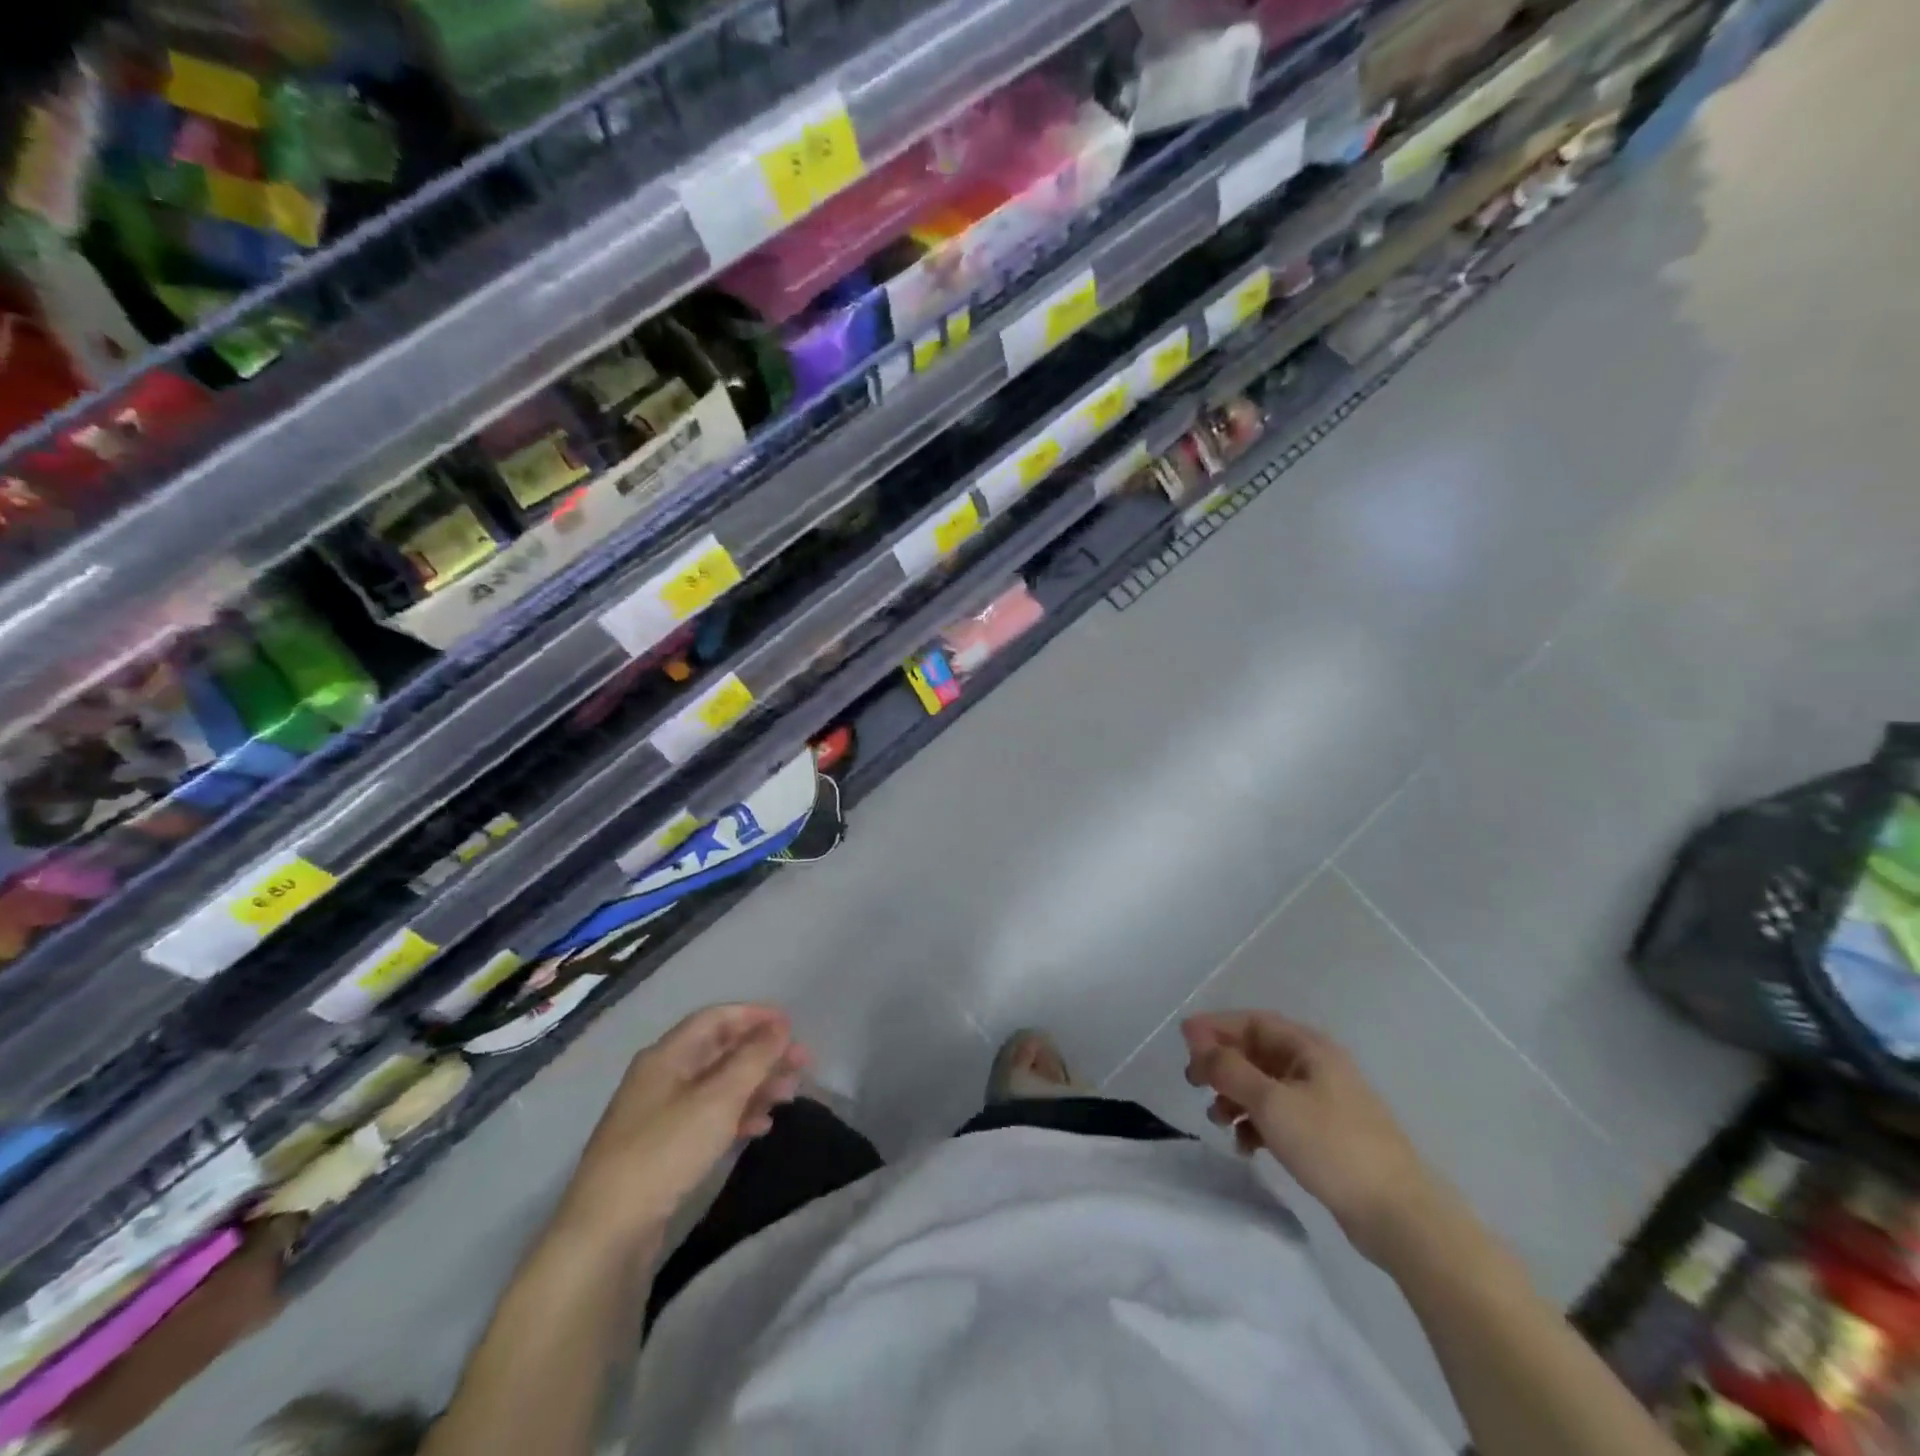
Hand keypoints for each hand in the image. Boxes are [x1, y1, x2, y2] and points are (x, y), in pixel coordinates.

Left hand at [557, 1004, 808, 1250]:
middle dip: (762, 1053)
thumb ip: (754, 1058)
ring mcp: (660, 1113)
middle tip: (802, 1064)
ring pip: (718, 1085)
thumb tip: (780, 1026)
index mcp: (668, 1055)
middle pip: (720, 1051)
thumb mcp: (719, 1099)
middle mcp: (662, 1076)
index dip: (755, 1016)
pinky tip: (760, 1127)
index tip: (792, 1026)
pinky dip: (737, 1114)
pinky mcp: (663, 1148)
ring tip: (789, 1096)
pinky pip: (708, 1116)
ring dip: (755, 1085)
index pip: (716, 1018)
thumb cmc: (666, 1151)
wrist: (607, 1232)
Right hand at [1182, 1011, 1441, 1262]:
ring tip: (1218, 1121)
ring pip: (1265, 1085)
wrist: (1400, 1215)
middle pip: (1257, 1052)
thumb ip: (1230, 1068)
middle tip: (1193, 1082)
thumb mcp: (1272, 1103)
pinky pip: (1280, 1115)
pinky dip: (1257, 1123)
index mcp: (1309, 1048)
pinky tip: (1246, 1146)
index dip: (1215, 1027)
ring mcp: (1324, 1101)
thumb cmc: (1332, 1146)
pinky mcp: (1327, 1135)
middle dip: (1222, 1064)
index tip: (1183, 1042)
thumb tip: (1197, 1038)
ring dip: (1236, 1096)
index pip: (1252, 1021)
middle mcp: (1316, 1066)